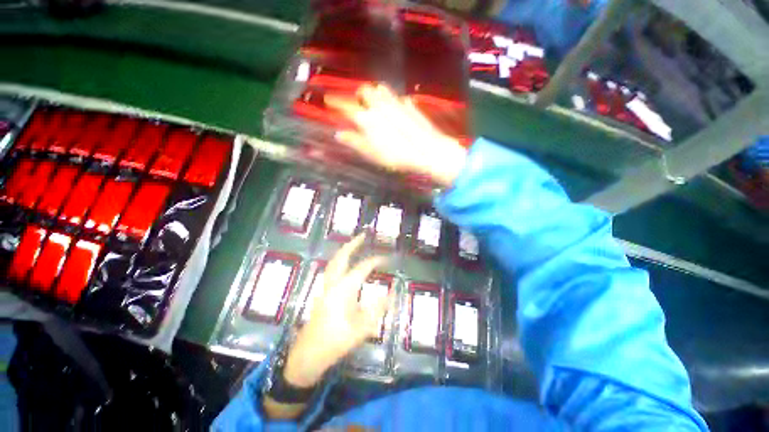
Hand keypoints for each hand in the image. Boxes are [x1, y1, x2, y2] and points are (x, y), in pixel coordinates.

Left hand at [283, 234, 390, 387]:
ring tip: (354, 244)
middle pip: (341, 257)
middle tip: (362, 235)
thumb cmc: (336, 341)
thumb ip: (378, 309)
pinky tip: (344, 263)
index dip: (375, 261)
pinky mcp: (322, 293)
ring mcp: (325, 287)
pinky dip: (339, 260)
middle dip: (352, 244)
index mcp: (344, 289)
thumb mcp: (362, 327)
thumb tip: (391, 294)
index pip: (362, 268)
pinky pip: (331, 269)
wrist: (309, 354)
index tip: (387, 258)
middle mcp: (333, 283)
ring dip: (344, 250)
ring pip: (333, 261)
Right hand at [325, 84, 467, 186]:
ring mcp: (396, 103)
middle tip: (357, 103)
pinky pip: (398, 97)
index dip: (335, 101)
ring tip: (374, 102)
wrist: (426, 150)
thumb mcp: (372, 153)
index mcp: (367, 118)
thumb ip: (355, 142)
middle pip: (364, 90)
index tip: (328, 100)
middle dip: (357, 94)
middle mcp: (380, 105)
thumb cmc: (396, 156)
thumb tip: (339, 134)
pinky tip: (395, 107)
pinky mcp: (410, 105)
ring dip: (374, 93)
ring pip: (381, 89)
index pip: (346, 105)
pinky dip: (392, 100)